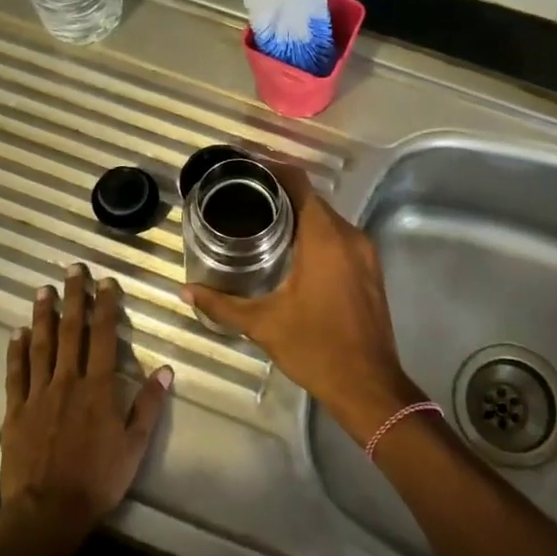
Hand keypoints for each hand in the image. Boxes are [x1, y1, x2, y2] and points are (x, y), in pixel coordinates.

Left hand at [0, 266, 172, 538]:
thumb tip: (166, 369)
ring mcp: (38, 394)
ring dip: (43, 316)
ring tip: (43, 290)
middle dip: (73, 298)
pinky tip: (17, 333)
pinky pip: (16, 374)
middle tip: (72, 269)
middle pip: (71, 331)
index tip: (105, 282)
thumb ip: (148, 405)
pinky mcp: (16, 411)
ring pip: (41, 346)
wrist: (47, 511)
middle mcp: (68, 381)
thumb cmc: (98, 479)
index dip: (105, 306)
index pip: (103, 336)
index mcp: (98, 387)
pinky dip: (17, 351)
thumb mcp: (135, 445)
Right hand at [182, 165, 420, 441]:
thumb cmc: (316, 348)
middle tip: (244, 199)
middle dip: (281, 194)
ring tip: (262, 221)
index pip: (299, 183)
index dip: (273, 170)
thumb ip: (222, 303)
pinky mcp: (370, 268)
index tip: (245, 170)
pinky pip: (340, 237)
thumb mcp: (263, 324)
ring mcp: (365, 252)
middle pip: (313, 199)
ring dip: (299, 215)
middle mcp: (349, 235)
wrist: (369, 385)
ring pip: (328, 218)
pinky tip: (292, 250)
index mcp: (324, 238)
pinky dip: (316, 234)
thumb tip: (186, 290)